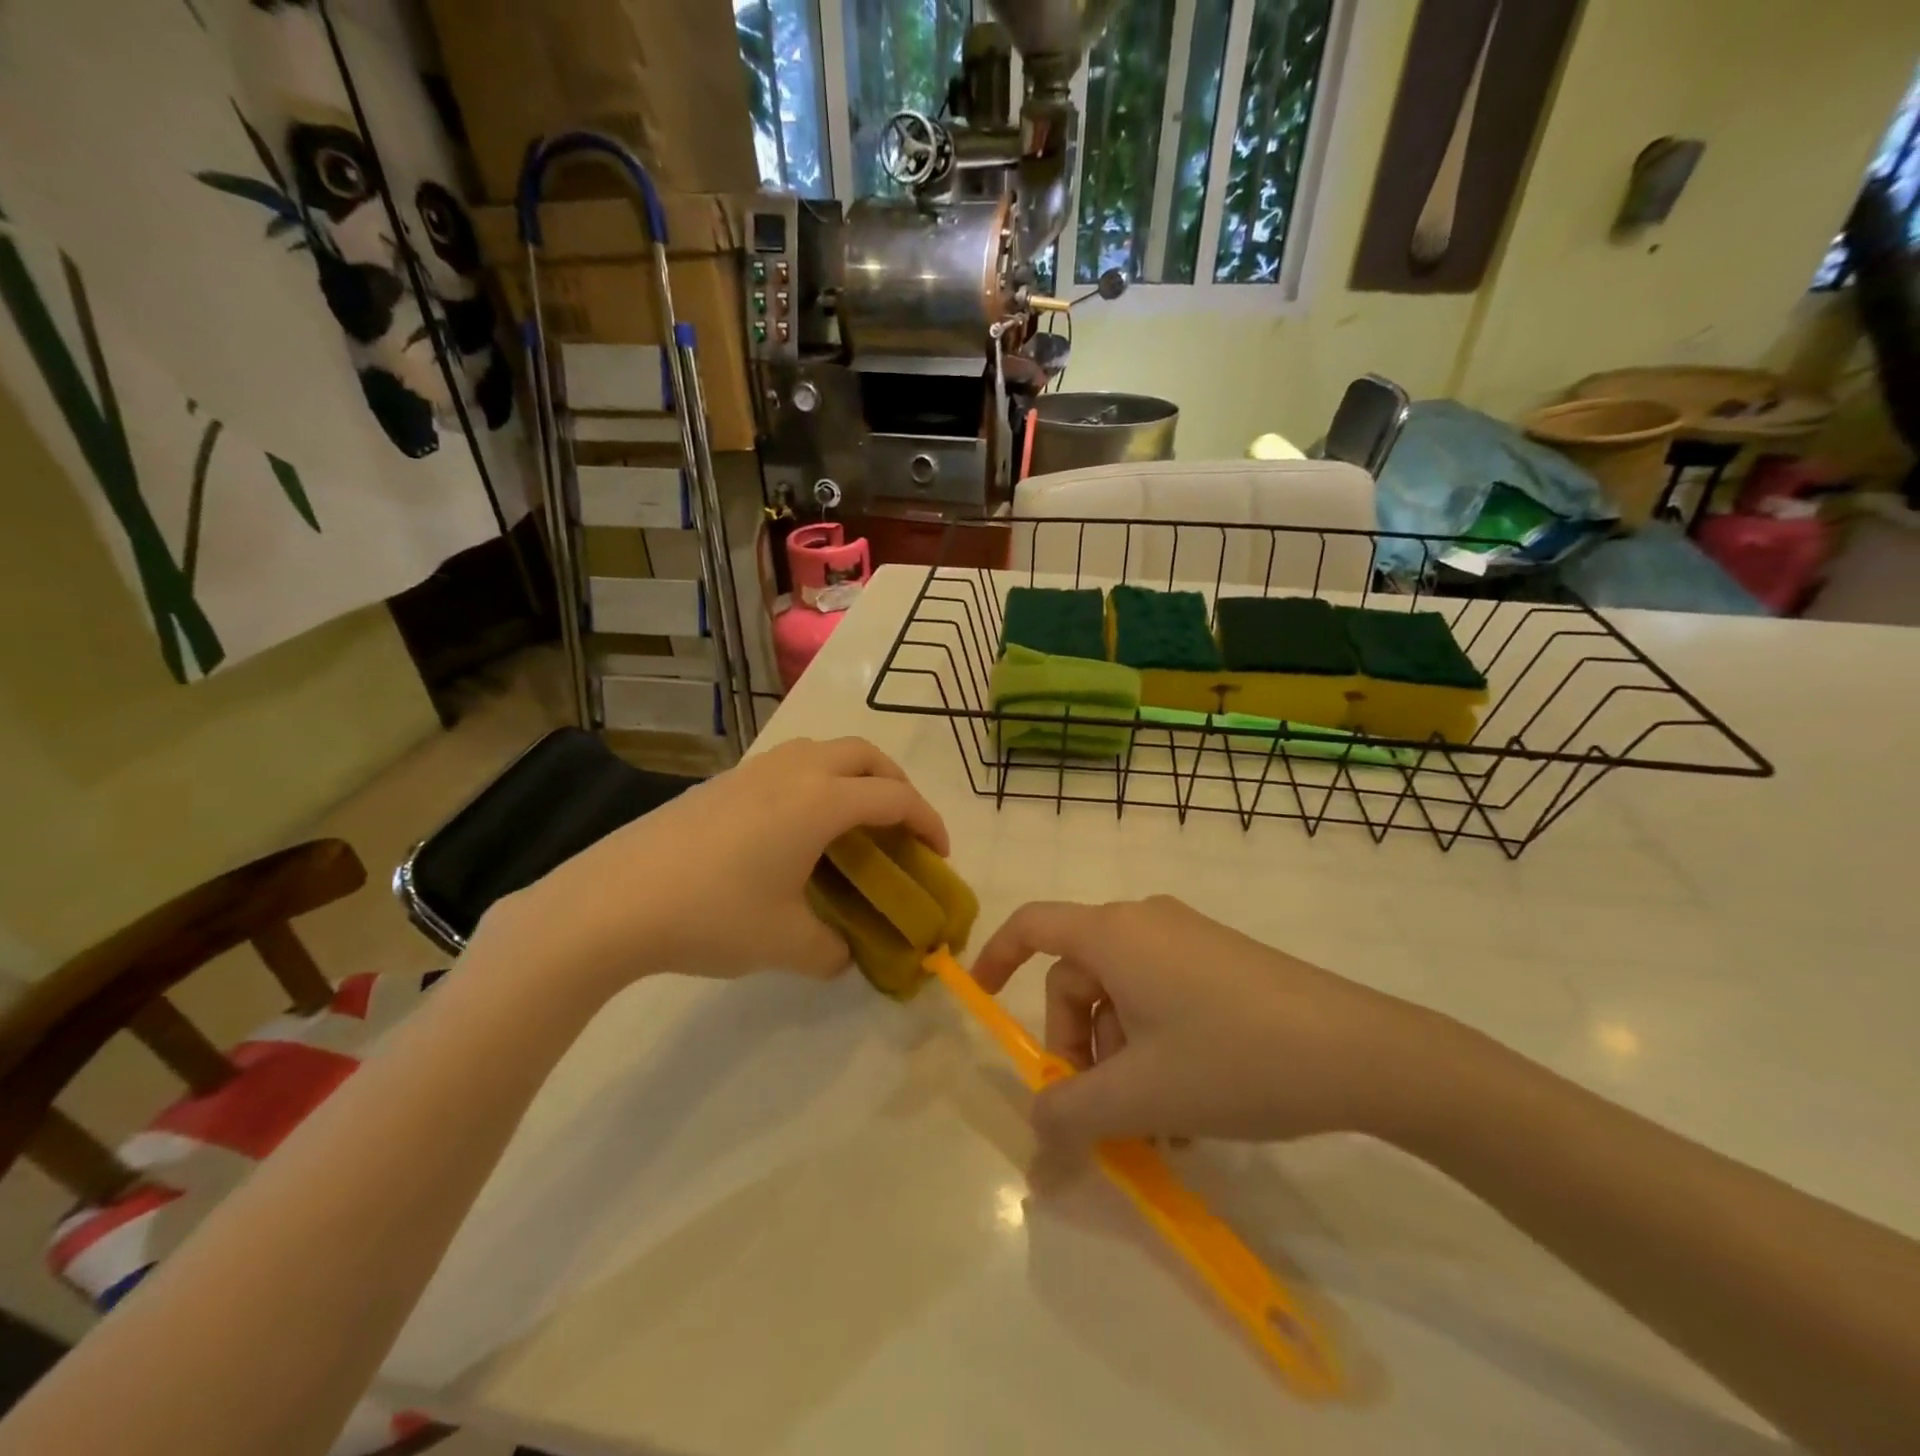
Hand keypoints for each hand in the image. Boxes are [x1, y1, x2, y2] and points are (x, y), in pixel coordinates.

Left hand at [481, 738, 946, 990]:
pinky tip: (797, 828)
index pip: (895, 799)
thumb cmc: (712, 915)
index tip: (938, 854)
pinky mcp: (725, 780)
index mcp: (821, 802)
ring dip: (854, 775)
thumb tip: (846, 955)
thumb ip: (832, 950)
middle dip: (896, 785)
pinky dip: (816, 781)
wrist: (614, 900)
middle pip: (866, 756)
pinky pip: (791, 764)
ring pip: (825, 751)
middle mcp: (795, 772)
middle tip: (901, 827)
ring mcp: (755, 770)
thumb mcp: (785, 943)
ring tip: (853, 821)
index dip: (928, 822)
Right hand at [972, 896, 1435, 1146]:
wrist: (1361, 1052)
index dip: (996, 956)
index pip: (1032, 927)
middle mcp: (1144, 922)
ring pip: (1124, 998)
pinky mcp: (1221, 960)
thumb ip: (1071, 1114)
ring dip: (1122, 1061)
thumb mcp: (1141, 1095)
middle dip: (1078, 1048)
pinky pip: (1162, 998)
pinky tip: (1189, 1109)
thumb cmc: (1233, 1059)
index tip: (982, 997)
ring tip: (1159, 1129)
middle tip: (1102, 1114)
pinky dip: (1156, 1048)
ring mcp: (1187, 939)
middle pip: (1079, 980)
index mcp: (1113, 933)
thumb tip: (1035, 1130)